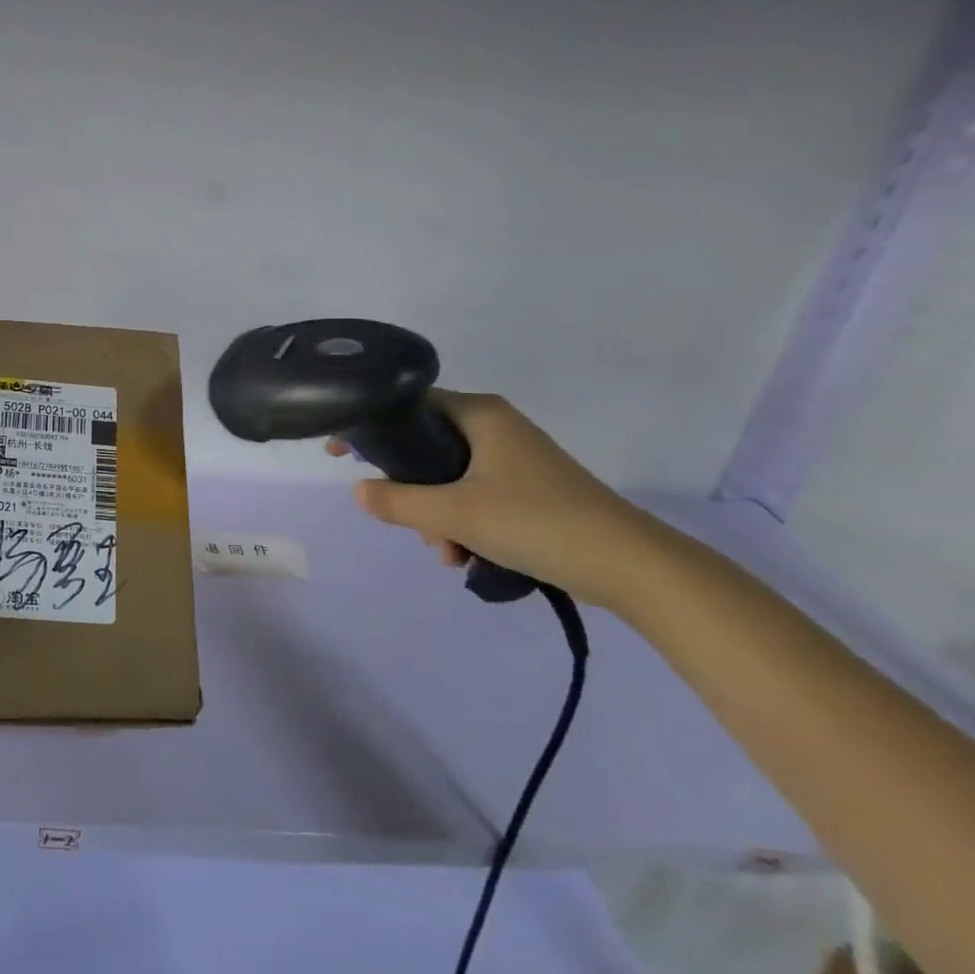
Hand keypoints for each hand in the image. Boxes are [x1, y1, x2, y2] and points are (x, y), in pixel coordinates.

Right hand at [330, 392, 660, 608]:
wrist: (633, 566)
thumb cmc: (537, 522)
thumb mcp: (455, 514)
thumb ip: (398, 501)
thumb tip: (357, 491)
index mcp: (480, 413)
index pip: (407, 406)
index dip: (370, 429)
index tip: (340, 456)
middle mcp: (496, 425)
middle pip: (427, 447)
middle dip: (412, 491)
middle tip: (414, 526)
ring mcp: (517, 457)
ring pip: (450, 477)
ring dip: (437, 515)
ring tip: (448, 553)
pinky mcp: (532, 487)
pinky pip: (476, 494)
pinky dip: (464, 521)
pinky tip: (469, 556)